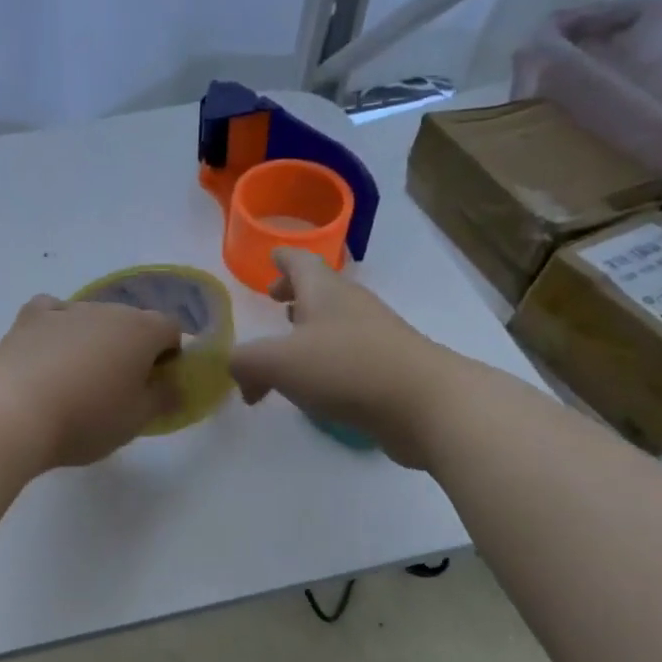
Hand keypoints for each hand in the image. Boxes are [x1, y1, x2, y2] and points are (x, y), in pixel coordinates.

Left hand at [0, 295, 181, 468]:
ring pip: (92, 318)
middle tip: (117, 388)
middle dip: (131, 348)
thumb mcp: (136, 421)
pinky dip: (57, 327)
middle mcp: (107, 309)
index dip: (169, 355)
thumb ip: (164, 399)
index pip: (171, 330)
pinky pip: (53, 312)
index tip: (156, 384)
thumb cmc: (86, 420)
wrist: (14, 414)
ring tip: (77, 378)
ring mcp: (66, 309)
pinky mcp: (30, 317)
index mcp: (141, 330)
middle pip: (131, 322)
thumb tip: (175, 386)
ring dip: (94, 340)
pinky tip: (49, 351)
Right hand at [227, 249, 468, 468]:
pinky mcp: (389, 369)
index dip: (283, 258)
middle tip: (274, 304)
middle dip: (295, 295)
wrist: (425, 405)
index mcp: (324, 291)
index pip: (301, 260)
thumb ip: (244, 361)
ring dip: (310, 330)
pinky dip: (326, 362)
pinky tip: (314, 386)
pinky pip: (348, 356)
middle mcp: (352, 306)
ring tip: (288, 348)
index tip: (271, 256)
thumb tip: (236, 369)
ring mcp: (376, 337)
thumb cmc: (346, 368)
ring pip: (335, 323)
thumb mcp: (277, 362)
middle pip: (320, 290)